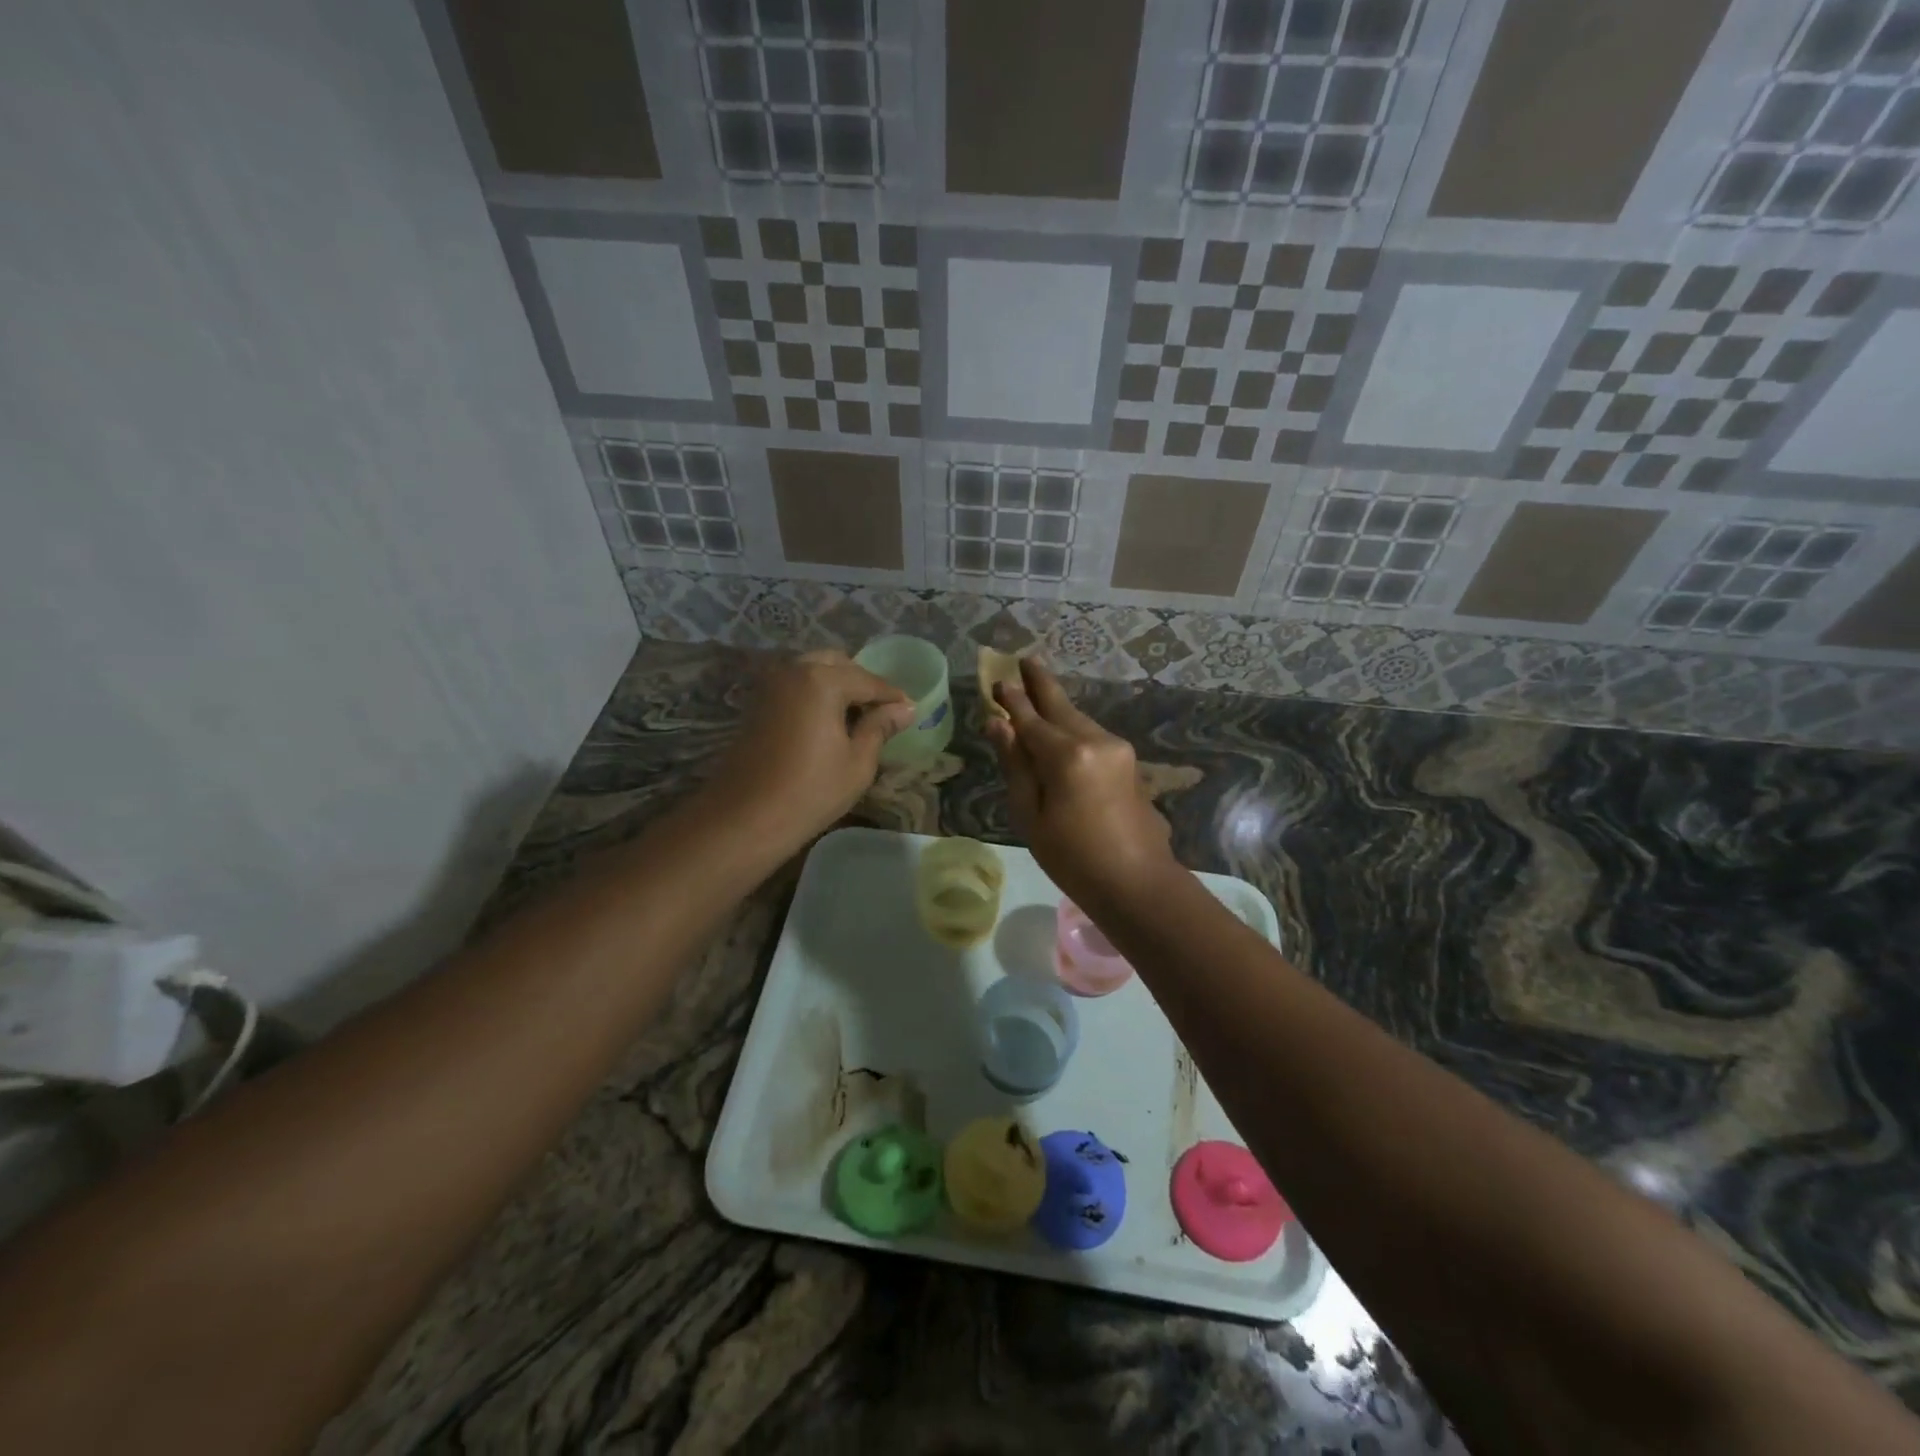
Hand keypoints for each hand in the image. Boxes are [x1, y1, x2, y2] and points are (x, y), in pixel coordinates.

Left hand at [707, 650, 914, 847]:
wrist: (745, 817)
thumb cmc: (810, 792)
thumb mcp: (858, 762)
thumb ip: (880, 727)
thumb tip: (904, 708)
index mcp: (822, 680)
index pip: (868, 681)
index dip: (892, 697)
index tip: (910, 710)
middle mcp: (794, 670)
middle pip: (838, 664)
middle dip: (863, 683)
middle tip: (882, 713)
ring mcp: (771, 684)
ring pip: (814, 671)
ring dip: (838, 686)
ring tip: (858, 718)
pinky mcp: (758, 703)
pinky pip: (796, 685)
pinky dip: (816, 694)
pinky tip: (830, 722)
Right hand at [985, 660, 1178, 908]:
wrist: (1136, 882)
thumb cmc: (1072, 857)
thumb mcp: (1030, 815)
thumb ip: (1015, 764)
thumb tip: (998, 724)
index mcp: (1066, 755)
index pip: (1030, 718)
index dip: (1011, 699)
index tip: (997, 679)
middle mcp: (1095, 740)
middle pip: (1060, 707)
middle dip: (1040, 684)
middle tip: (1025, 659)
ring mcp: (1117, 749)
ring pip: (1078, 719)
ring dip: (1056, 707)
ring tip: (1037, 690)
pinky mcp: (1128, 761)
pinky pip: (1092, 735)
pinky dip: (1072, 727)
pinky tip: (1061, 729)